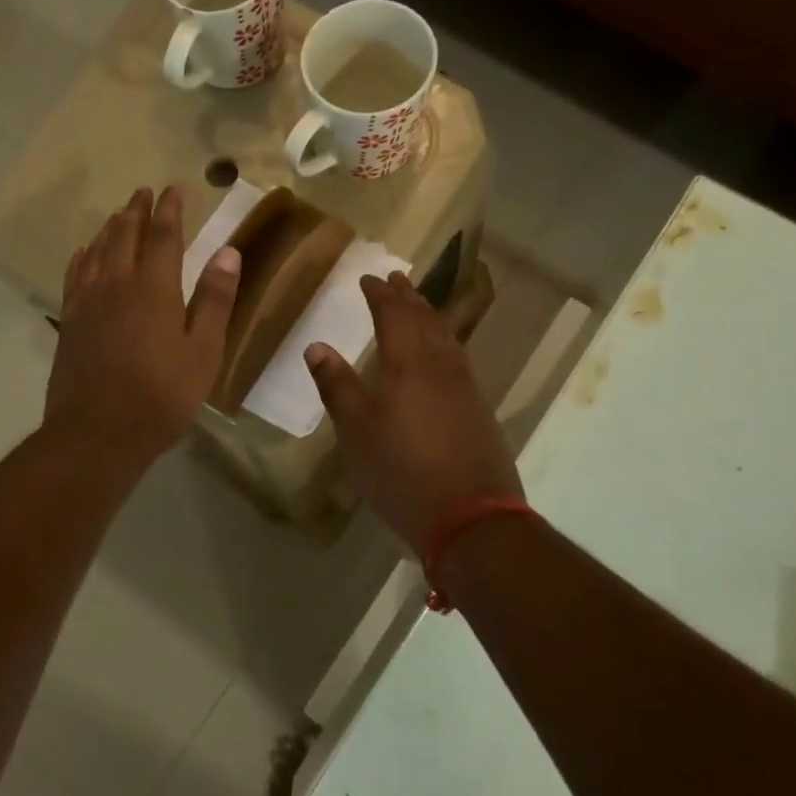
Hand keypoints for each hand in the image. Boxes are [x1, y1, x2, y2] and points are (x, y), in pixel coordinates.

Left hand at [44, 186, 240, 470]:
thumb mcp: (203, 352)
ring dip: (110, 228)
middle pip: (126, 236)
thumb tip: (228, 251)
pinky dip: (81, 257)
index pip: (164, 236)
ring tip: (119, 214)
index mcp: (155, 288)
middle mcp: (117, 284)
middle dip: (137, 211)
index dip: (170, 210)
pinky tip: (83, 252)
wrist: (98, 432)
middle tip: (143, 192)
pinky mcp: (69, 322)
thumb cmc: (161, 396)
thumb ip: (214, 300)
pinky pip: (74, 276)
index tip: (174, 189)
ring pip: (97, 251)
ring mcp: (88, 302)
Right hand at [305, 271, 521, 553]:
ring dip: (430, 315)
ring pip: (447, 337)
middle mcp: (441, 366)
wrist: (471, 517)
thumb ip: (337, 386)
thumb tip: (316, 346)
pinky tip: (443, 352)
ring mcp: (466, 387)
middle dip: (408, 297)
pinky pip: (459, 357)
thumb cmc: (402, 471)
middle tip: (396, 278)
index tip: (368, 279)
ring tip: (419, 304)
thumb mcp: (356, 431)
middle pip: (425, 320)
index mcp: (408, 364)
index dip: (379, 295)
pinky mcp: (479, 409)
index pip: (393, 316)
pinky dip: (445, 340)